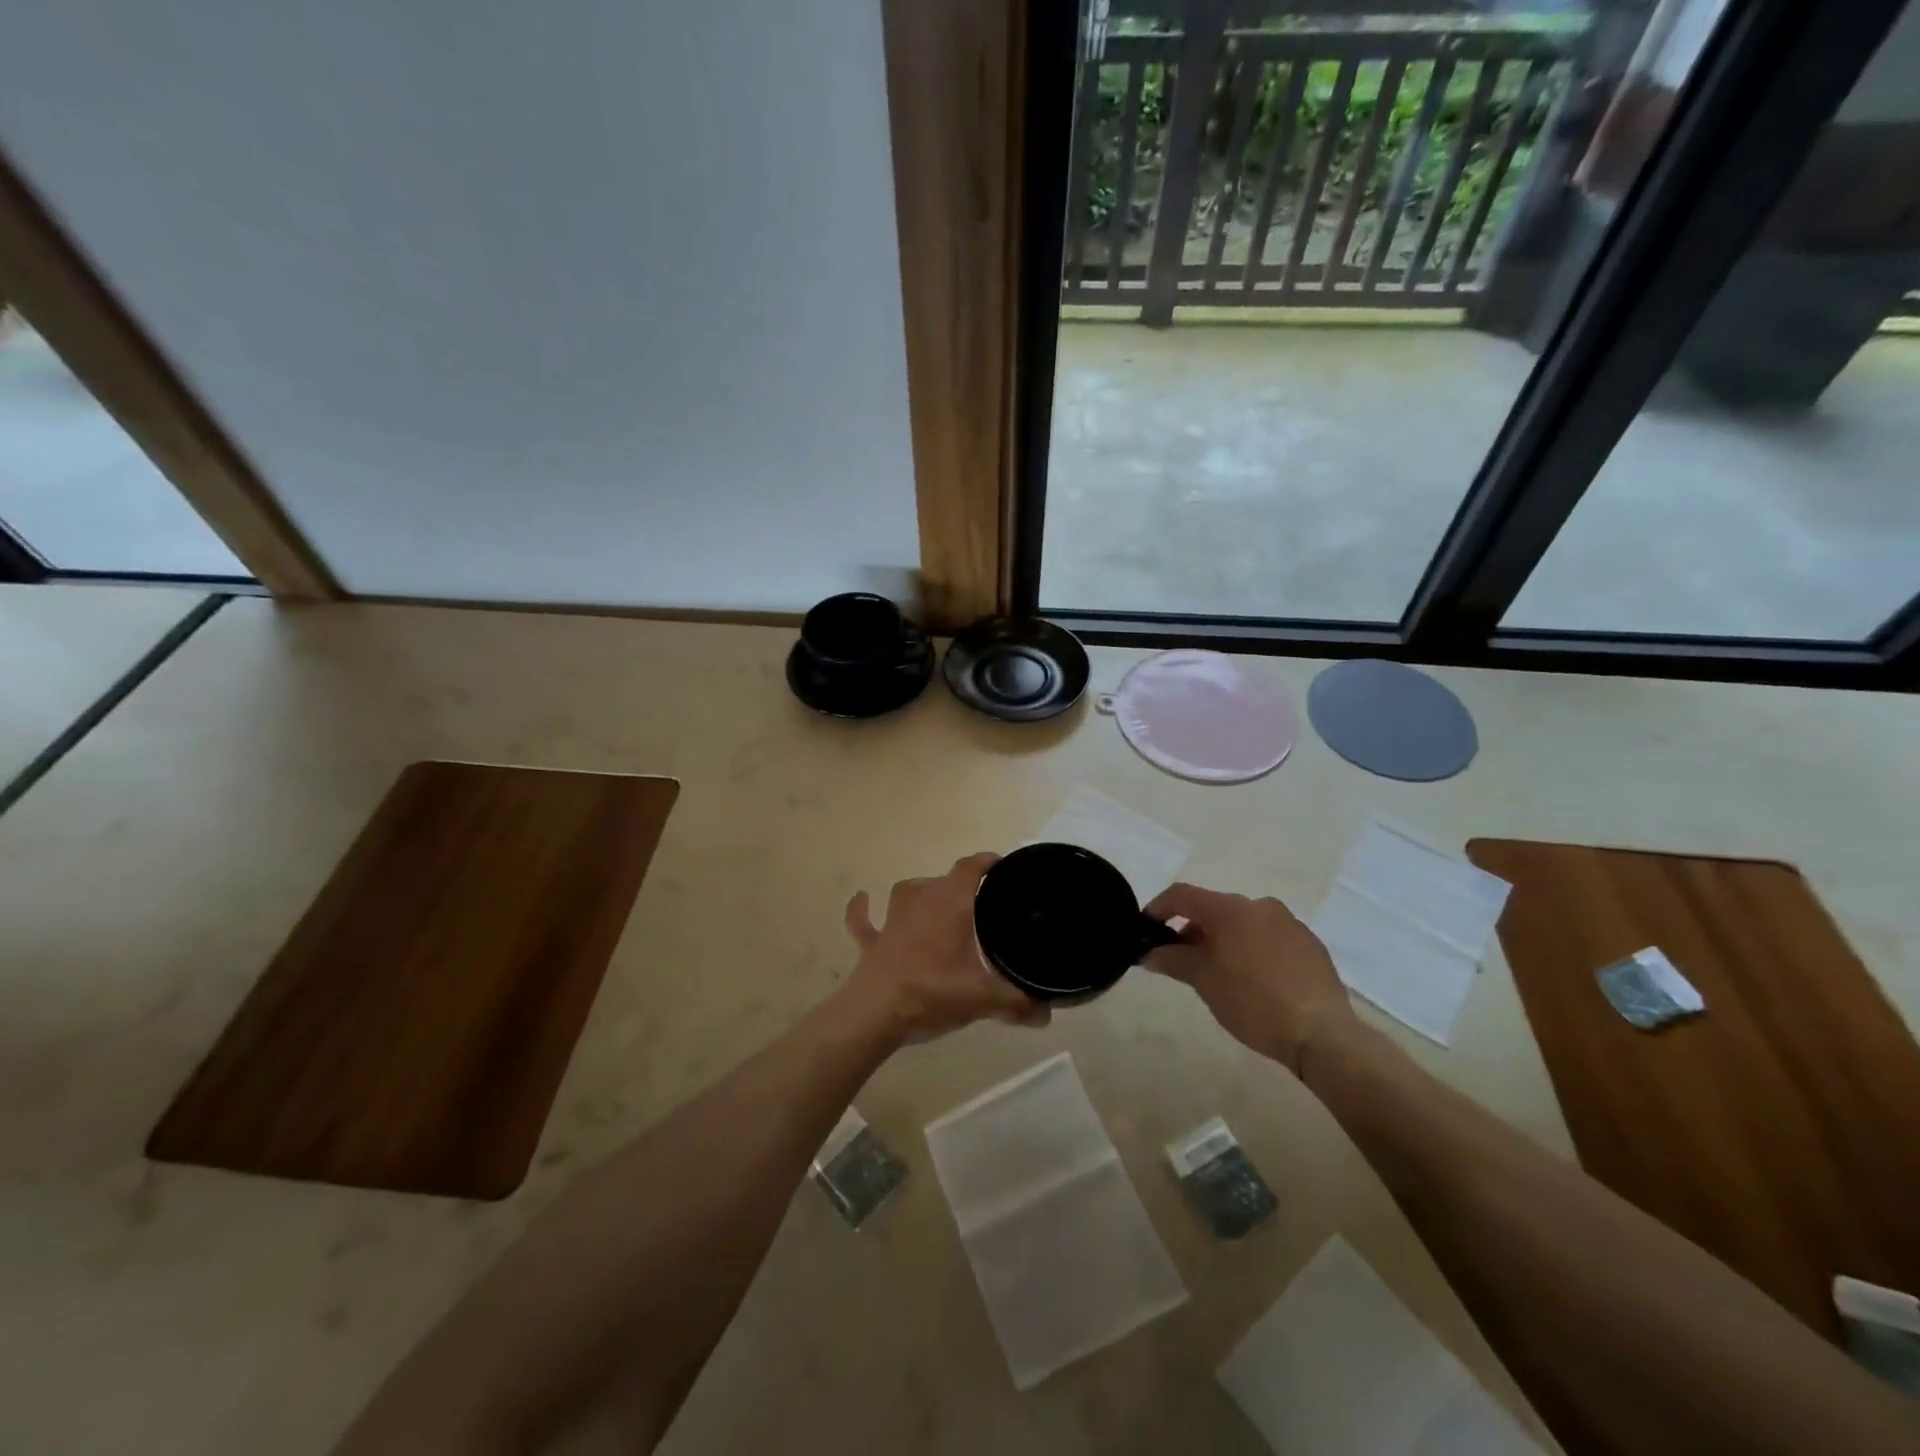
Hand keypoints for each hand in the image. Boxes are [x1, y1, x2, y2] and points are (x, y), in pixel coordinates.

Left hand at [842, 853, 1049, 1044]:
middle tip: (983, 908)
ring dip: (922, 894)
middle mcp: (921, 900)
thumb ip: (1017, 1003)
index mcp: (950, 903)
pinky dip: (864, 910)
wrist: (875, 1013)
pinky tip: (862, 900)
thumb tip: (1046, 1013)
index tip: (1005, 870)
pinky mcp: (871, 941)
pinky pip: (864, 919)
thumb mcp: (983, 999)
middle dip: (963, 888)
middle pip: (944, 880)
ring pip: (908, 892)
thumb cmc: (932, 992)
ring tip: (937, 906)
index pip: (971, 867)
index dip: (988, 863)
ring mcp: (892, 919)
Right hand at [1144, 883, 1356, 1074]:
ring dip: (1223, 941)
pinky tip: (1254, 982)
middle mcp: (1259, 905)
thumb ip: (1171, 959)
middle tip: (1181, 960)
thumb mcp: (1203, 981)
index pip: (1181, 895)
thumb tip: (1149, 952)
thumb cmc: (1252, 1001)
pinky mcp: (1310, 945)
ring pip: (1243, 923)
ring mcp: (1289, 923)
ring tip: (1218, 974)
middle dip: (1192, 930)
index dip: (1158, 908)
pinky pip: (1269, 938)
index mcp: (1229, 908)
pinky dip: (1252, 950)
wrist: (1322, 1034)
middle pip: (1213, 909)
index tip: (1145, 930)